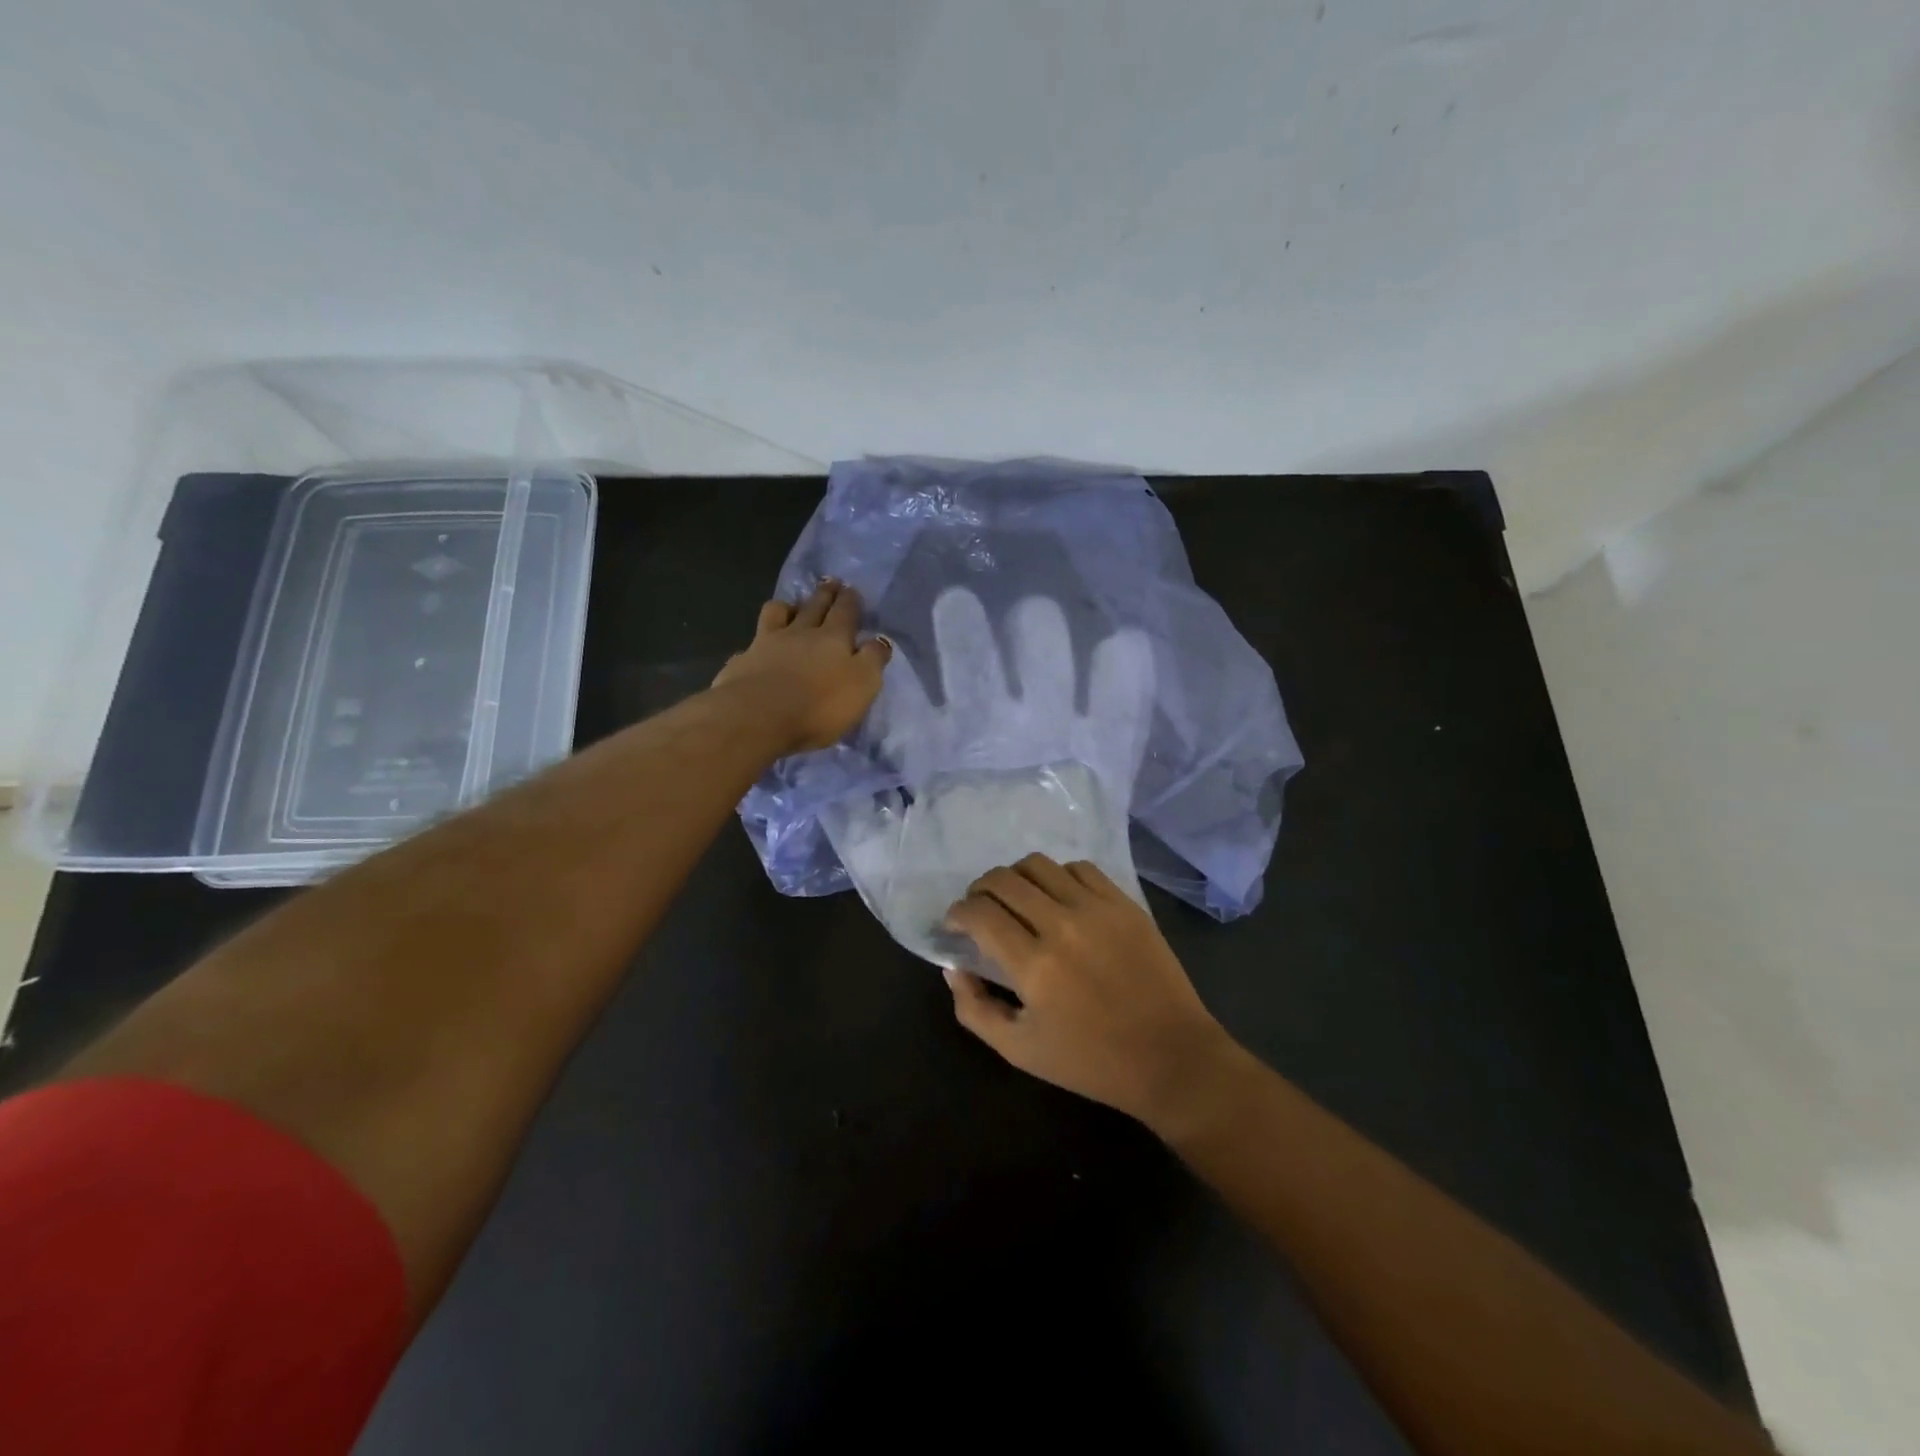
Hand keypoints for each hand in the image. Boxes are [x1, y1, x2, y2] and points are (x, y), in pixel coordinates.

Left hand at [712, 580, 891, 753]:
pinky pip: (752, 644)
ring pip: (778, 615)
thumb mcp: (862, 684)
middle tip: (830, 582)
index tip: (851, 589)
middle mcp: (800, 633)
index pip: (845, 612)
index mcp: (833, 638)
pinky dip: (758, 643)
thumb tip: (880, 640)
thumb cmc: (820, 704)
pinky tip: (758, 649)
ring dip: (788, 607)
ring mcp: (766, 644)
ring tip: (792, 606)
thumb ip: (873, 659)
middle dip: (825, 594)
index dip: (850, 600)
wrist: (758, 717)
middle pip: (814, 607)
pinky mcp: (742, 662)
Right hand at [941, 854, 1238, 1129]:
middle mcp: (1062, 925)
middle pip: (1003, 880)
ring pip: (1039, 865)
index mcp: (1034, 965)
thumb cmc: (1090, 1061)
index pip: (979, 913)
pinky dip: (1057, 876)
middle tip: (979, 910)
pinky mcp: (1125, 903)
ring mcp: (1098, 908)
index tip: (955, 924)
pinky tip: (1058, 898)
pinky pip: (1080, 868)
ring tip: (1016, 900)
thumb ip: (974, 1009)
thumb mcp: (1018, 1050)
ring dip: (1015, 878)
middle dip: (979, 890)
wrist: (1170, 1058)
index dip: (957, 913)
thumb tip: (953, 967)